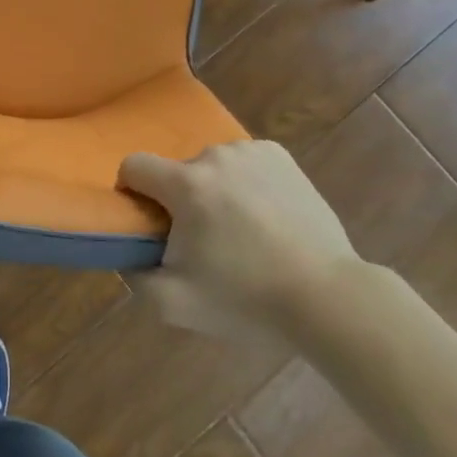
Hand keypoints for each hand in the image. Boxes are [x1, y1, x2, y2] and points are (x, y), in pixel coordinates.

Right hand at [118, 140, 358, 340]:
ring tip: (241, 232)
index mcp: (186, 185)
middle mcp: (215, 156)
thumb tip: (128, 253)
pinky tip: (265, 215)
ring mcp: (251, 152)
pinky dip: (244, 182)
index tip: (151, 224)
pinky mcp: (280, 156)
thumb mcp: (174, 304)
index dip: (132, 192)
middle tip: (206, 243)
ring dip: (214, 191)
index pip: (134, 166)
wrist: (328, 297)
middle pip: (177, 172)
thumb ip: (135, 276)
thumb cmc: (246, 299)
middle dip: (181, 201)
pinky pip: (244, 162)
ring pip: (212, 167)